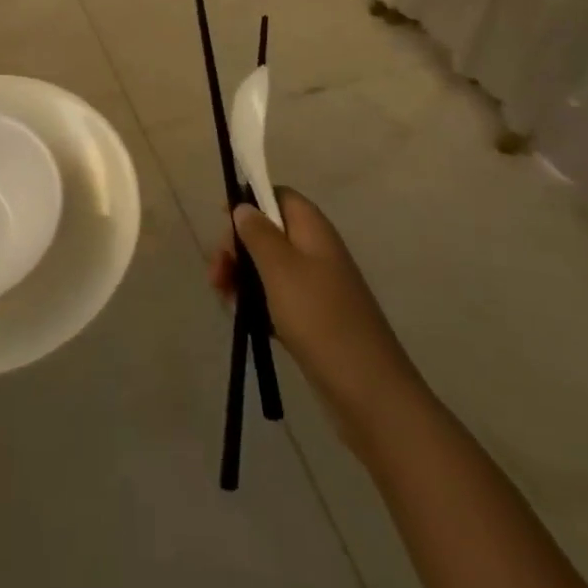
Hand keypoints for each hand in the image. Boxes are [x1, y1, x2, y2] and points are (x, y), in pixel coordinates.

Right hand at [208, 188, 416, 451]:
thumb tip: (244, 206)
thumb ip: (258, 233)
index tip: (222, 221)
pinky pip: (277, 297)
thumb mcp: (280, 269)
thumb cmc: (320, 319)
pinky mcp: (314, 318)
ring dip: (242, 276)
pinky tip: (242, 317)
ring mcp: (317, 286)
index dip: (250, 201)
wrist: (369, 392)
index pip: (279, 195)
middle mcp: (316, 250)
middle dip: (238, 246)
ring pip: (269, 267)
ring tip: (222, 297)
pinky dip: (257, 302)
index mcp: (313, 229)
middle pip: (269, 231)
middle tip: (217, 271)